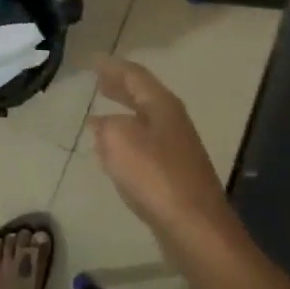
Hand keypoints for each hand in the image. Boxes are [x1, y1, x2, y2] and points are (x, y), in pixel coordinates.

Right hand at [89, 57, 239, 269]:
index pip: (135, 76)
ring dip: (123, 115)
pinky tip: (114, 154)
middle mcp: (172, 122)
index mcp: (162, 106)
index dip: (113, 67)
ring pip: (144, 123)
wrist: (195, 228)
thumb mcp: (120, 141)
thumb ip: (107, 126)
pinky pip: (145, 148)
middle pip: (143, 97)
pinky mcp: (174, 176)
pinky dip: (126, 142)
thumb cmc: (156, 176)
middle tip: (99, 80)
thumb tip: (103, 123)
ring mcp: (177, 150)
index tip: (94, 61)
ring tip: (100, 115)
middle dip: (120, 88)